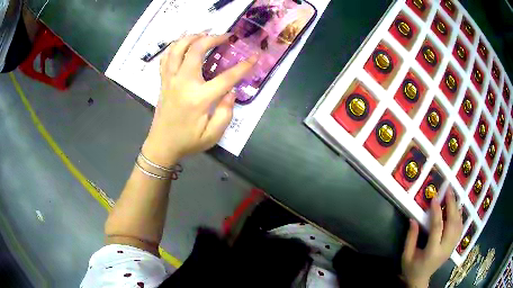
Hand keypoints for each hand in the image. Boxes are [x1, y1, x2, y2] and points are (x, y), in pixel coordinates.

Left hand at [142, 33, 256, 166]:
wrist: (162, 145)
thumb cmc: (188, 141)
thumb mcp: (212, 135)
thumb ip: (226, 113)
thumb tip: (231, 92)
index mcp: (199, 98)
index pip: (226, 78)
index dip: (243, 66)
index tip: (254, 57)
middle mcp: (183, 83)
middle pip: (196, 50)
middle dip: (213, 38)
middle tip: (226, 36)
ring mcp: (170, 80)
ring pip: (177, 48)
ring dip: (192, 37)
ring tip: (205, 34)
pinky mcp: (163, 81)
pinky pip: (166, 57)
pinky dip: (175, 46)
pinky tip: (183, 45)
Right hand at [401, 189, 463, 287]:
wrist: (420, 281)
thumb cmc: (411, 269)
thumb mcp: (406, 256)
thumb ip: (411, 238)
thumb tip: (413, 218)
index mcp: (432, 252)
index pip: (437, 228)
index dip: (436, 212)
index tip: (435, 198)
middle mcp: (444, 249)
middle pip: (452, 224)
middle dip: (451, 205)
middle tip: (449, 190)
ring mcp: (451, 248)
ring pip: (458, 225)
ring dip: (457, 209)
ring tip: (453, 196)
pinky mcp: (453, 247)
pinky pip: (460, 229)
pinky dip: (460, 217)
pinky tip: (457, 209)